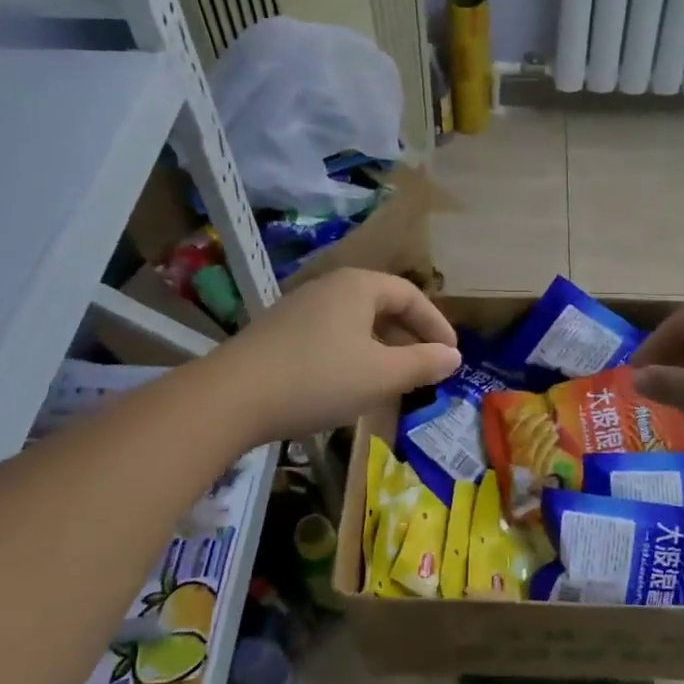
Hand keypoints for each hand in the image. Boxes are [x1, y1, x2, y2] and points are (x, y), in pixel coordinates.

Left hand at [213, 269, 458, 445]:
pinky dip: (352, 354)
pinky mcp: (278, 332)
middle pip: (382, 305)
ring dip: (381, 347)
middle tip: (426, 367)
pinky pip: (330, 335)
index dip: (436, 324)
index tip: (451, 354)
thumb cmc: (319, 378)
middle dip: (409, 337)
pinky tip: (350, 383)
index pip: (411, 295)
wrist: (230, 397)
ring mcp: (299, 307)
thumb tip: (453, 357)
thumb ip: (422, 363)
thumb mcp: (381, 375)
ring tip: (393, 378)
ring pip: (355, 323)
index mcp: (358, 286)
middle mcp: (329, 287)